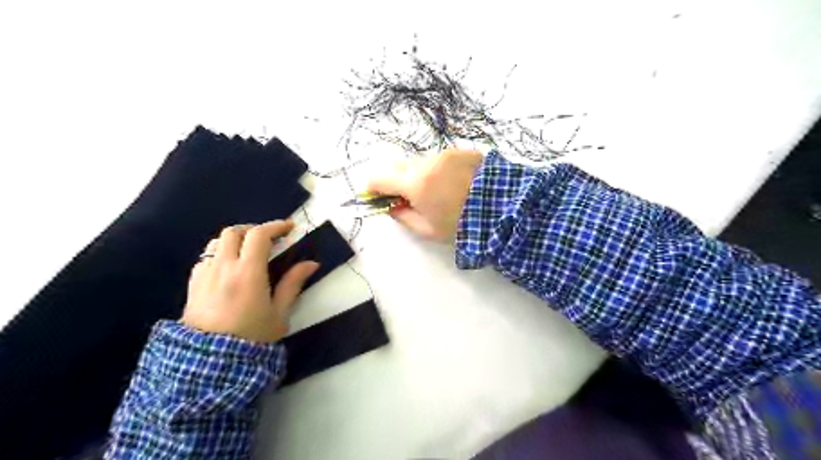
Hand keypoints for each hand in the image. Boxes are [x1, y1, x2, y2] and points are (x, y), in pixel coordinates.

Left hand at [181, 222, 317, 342]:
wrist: (209, 365)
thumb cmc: (251, 338)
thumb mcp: (279, 313)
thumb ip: (293, 284)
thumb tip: (311, 263)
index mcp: (248, 273)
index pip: (259, 235)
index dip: (275, 226)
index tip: (289, 228)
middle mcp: (223, 267)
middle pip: (233, 232)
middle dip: (253, 229)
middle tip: (269, 239)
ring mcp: (204, 275)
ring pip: (215, 243)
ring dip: (234, 240)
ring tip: (248, 252)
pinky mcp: (193, 286)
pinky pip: (204, 259)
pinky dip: (219, 254)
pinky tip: (228, 269)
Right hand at [366, 148, 481, 241]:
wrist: (504, 208)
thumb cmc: (462, 225)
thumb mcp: (428, 230)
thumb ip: (403, 216)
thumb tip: (391, 207)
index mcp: (416, 183)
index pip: (380, 177)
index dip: (373, 187)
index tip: (376, 195)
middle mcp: (427, 162)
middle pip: (400, 167)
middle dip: (399, 181)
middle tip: (411, 198)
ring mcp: (445, 154)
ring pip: (422, 163)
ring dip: (422, 175)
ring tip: (440, 193)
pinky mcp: (462, 151)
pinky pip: (441, 160)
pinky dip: (440, 170)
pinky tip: (455, 184)